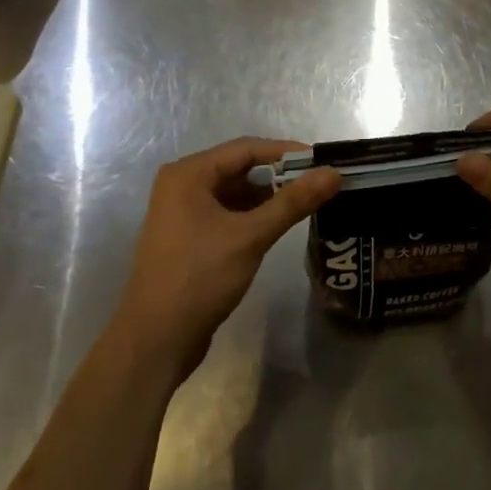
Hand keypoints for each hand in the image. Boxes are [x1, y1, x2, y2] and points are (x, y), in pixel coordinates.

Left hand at [113, 138, 339, 378]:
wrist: (155, 341)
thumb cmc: (199, 278)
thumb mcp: (250, 236)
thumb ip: (293, 202)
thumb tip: (334, 173)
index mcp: (189, 174)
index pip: (247, 149)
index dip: (287, 153)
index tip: (323, 162)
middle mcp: (183, 185)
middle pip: (242, 168)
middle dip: (281, 175)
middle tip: (320, 183)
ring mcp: (184, 212)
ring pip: (237, 192)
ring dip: (269, 197)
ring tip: (308, 203)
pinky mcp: (190, 236)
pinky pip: (229, 213)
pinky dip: (254, 215)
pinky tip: (280, 225)